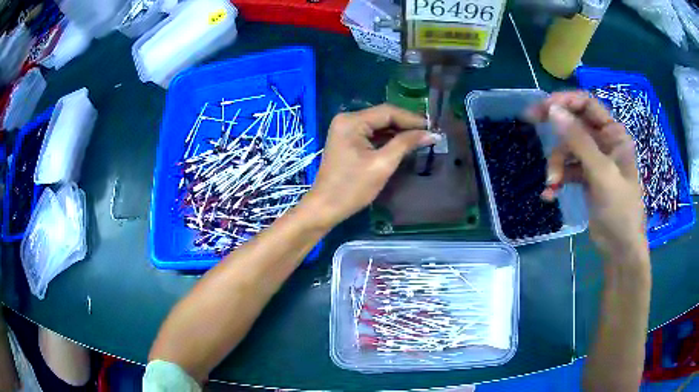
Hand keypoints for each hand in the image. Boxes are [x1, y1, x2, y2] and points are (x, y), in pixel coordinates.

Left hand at [302, 104, 436, 227]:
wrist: (325, 207)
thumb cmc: (352, 187)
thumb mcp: (382, 164)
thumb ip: (406, 144)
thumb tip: (431, 134)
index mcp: (352, 121)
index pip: (388, 112)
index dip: (412, 119)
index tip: (433, 128)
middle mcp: (347, 119)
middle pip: (383, 116)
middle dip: (406, 125)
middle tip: (429, 133)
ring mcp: (345, 129)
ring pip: (378, 125)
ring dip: (398, 132)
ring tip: (421, 138)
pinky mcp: (347, 140)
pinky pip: (371, 134)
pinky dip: (387, 139)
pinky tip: (403, 144)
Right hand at [527, 91, 647, 262]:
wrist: (621, 249)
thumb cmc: (620, 210)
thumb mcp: (601, 173)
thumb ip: (579, 141)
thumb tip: (553, 110)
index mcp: (613, 134)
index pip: (587, 105)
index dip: (565, 101)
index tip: (543, 107)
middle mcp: (604, 142)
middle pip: (574, 123)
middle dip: (555, 130)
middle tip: (530, 121)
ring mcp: (594, 160)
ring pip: (567, 149)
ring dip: (556, 164)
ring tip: (551, 184)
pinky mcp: (586, 177)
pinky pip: (567, 169)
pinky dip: (558, 179)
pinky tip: (550, 194)